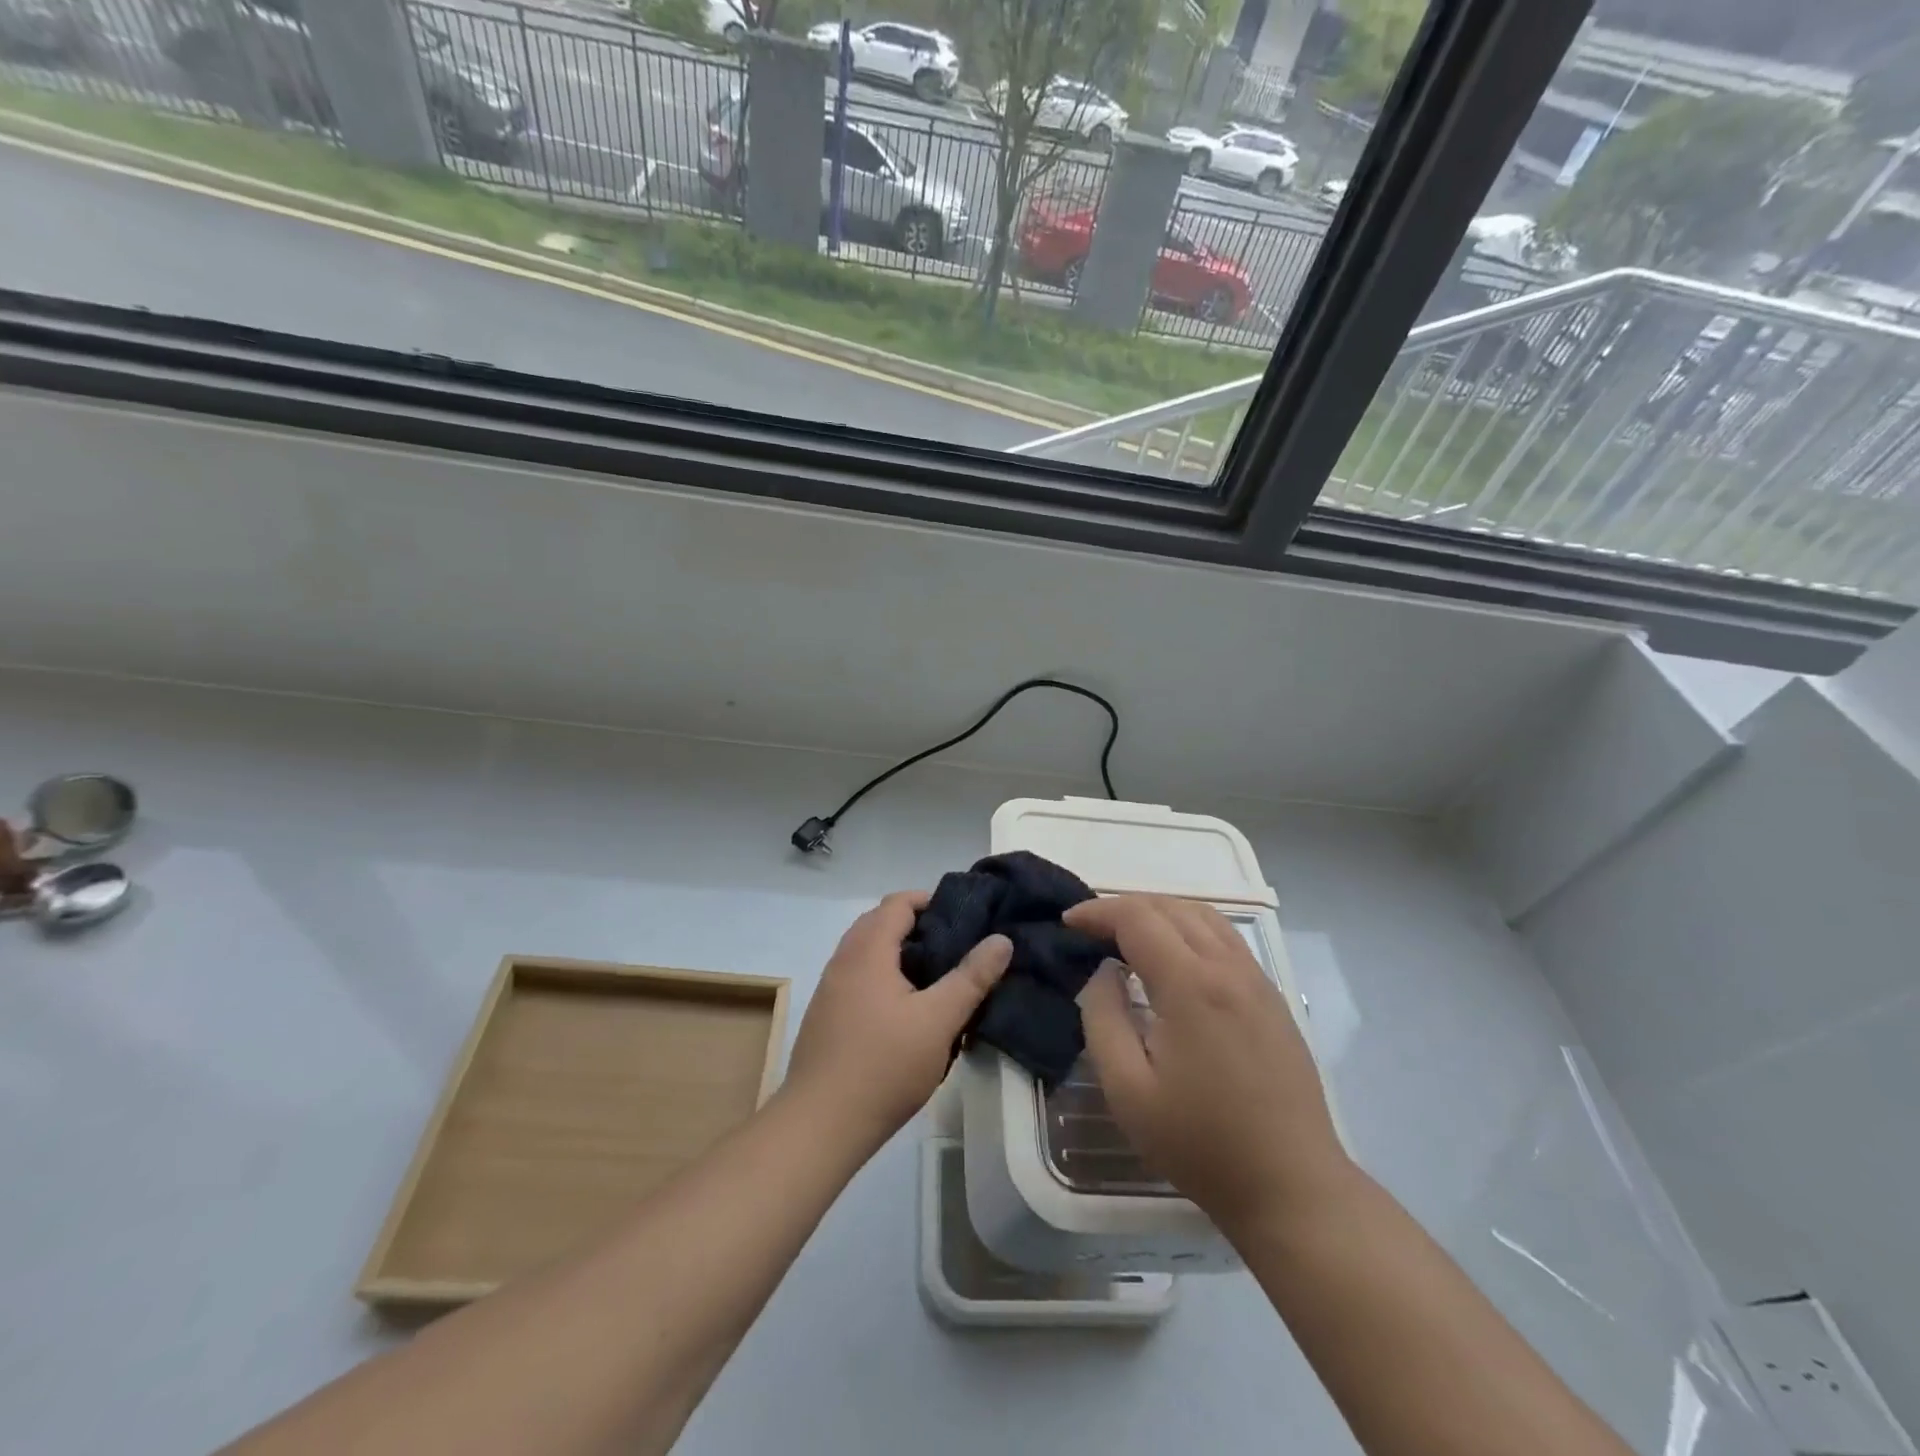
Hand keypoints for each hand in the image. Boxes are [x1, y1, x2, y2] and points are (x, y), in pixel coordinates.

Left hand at [784, 892, 1011, 1157]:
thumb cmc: (883, 1067)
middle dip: (917, 927)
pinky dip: (883, 977)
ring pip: (867, 952)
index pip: (898, 902)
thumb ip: (971, 978)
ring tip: (936, 979)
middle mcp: (843, 959)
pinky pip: (858, 978)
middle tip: (954, 947)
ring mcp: (829, 989)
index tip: (964, 919)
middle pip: (880, 923)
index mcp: (868, 950)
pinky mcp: (825, 1016)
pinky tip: (906, 1012)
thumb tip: (1001, 939)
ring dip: (899, 954)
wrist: (819, 1126)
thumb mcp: (938, 1021)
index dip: (931, 901)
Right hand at [1065, 894, 1349, 1235]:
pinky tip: (1174, 959)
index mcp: (1191, 984)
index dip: (1098, 911)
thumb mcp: (1127, 1090)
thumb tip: (1104, 972)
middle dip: (1124, 907)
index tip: (1068, 924)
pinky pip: (1225, 939)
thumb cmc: (1201, 1143)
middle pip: (1171, 906)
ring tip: (1128, 936)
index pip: (1138, 917)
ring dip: (1159, 912)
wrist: (1292, 1186)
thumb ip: (1103, 1018)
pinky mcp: (1273, 998)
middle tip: (1091, 930)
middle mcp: (1228, 967)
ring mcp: (1257, 980)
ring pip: (1203, 916)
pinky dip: (1189, 928)